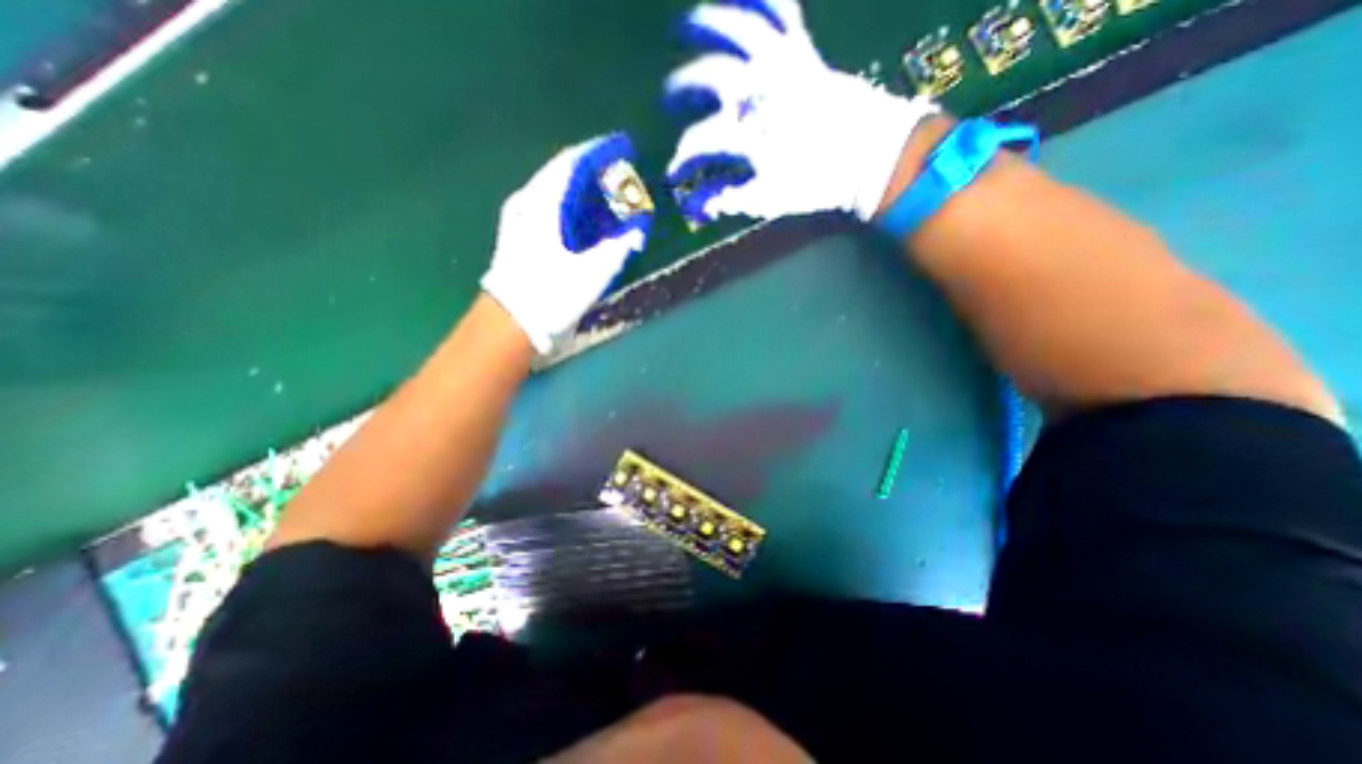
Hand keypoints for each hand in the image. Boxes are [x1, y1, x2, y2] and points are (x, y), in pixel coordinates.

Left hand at [477, 134, 648, 355]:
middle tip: (619, 175)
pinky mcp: (517, 234)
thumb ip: (618, 246)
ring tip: (605, 196)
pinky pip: (548, 206)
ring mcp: (518, 217)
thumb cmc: (554, 293)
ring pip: (554, 189)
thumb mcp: (594, 271)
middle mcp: (527, 201)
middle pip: (563, 172)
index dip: (600, 151)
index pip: (574, 161)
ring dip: (581, 189)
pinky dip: (570, 206)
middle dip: (593, 170)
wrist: (513, 321)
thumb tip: (636, 230)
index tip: (623, 147)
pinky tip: (583, 219)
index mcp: (544, 203)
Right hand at [665, 1, 942, 224]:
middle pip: (708, 77)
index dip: (681, 161)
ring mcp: (782, 64)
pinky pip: (780, 9)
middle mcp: (760, 92)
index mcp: (751, 134)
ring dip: (706, 24)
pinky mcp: (802, 51)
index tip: (673, 173)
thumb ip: (728, 198)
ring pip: (737, 29)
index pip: (699, 144)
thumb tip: (695, 206)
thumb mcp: (768, 200)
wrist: (869, 157)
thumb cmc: (816, 183)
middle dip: (681, 89)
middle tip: (669, 100)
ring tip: (684, 27)